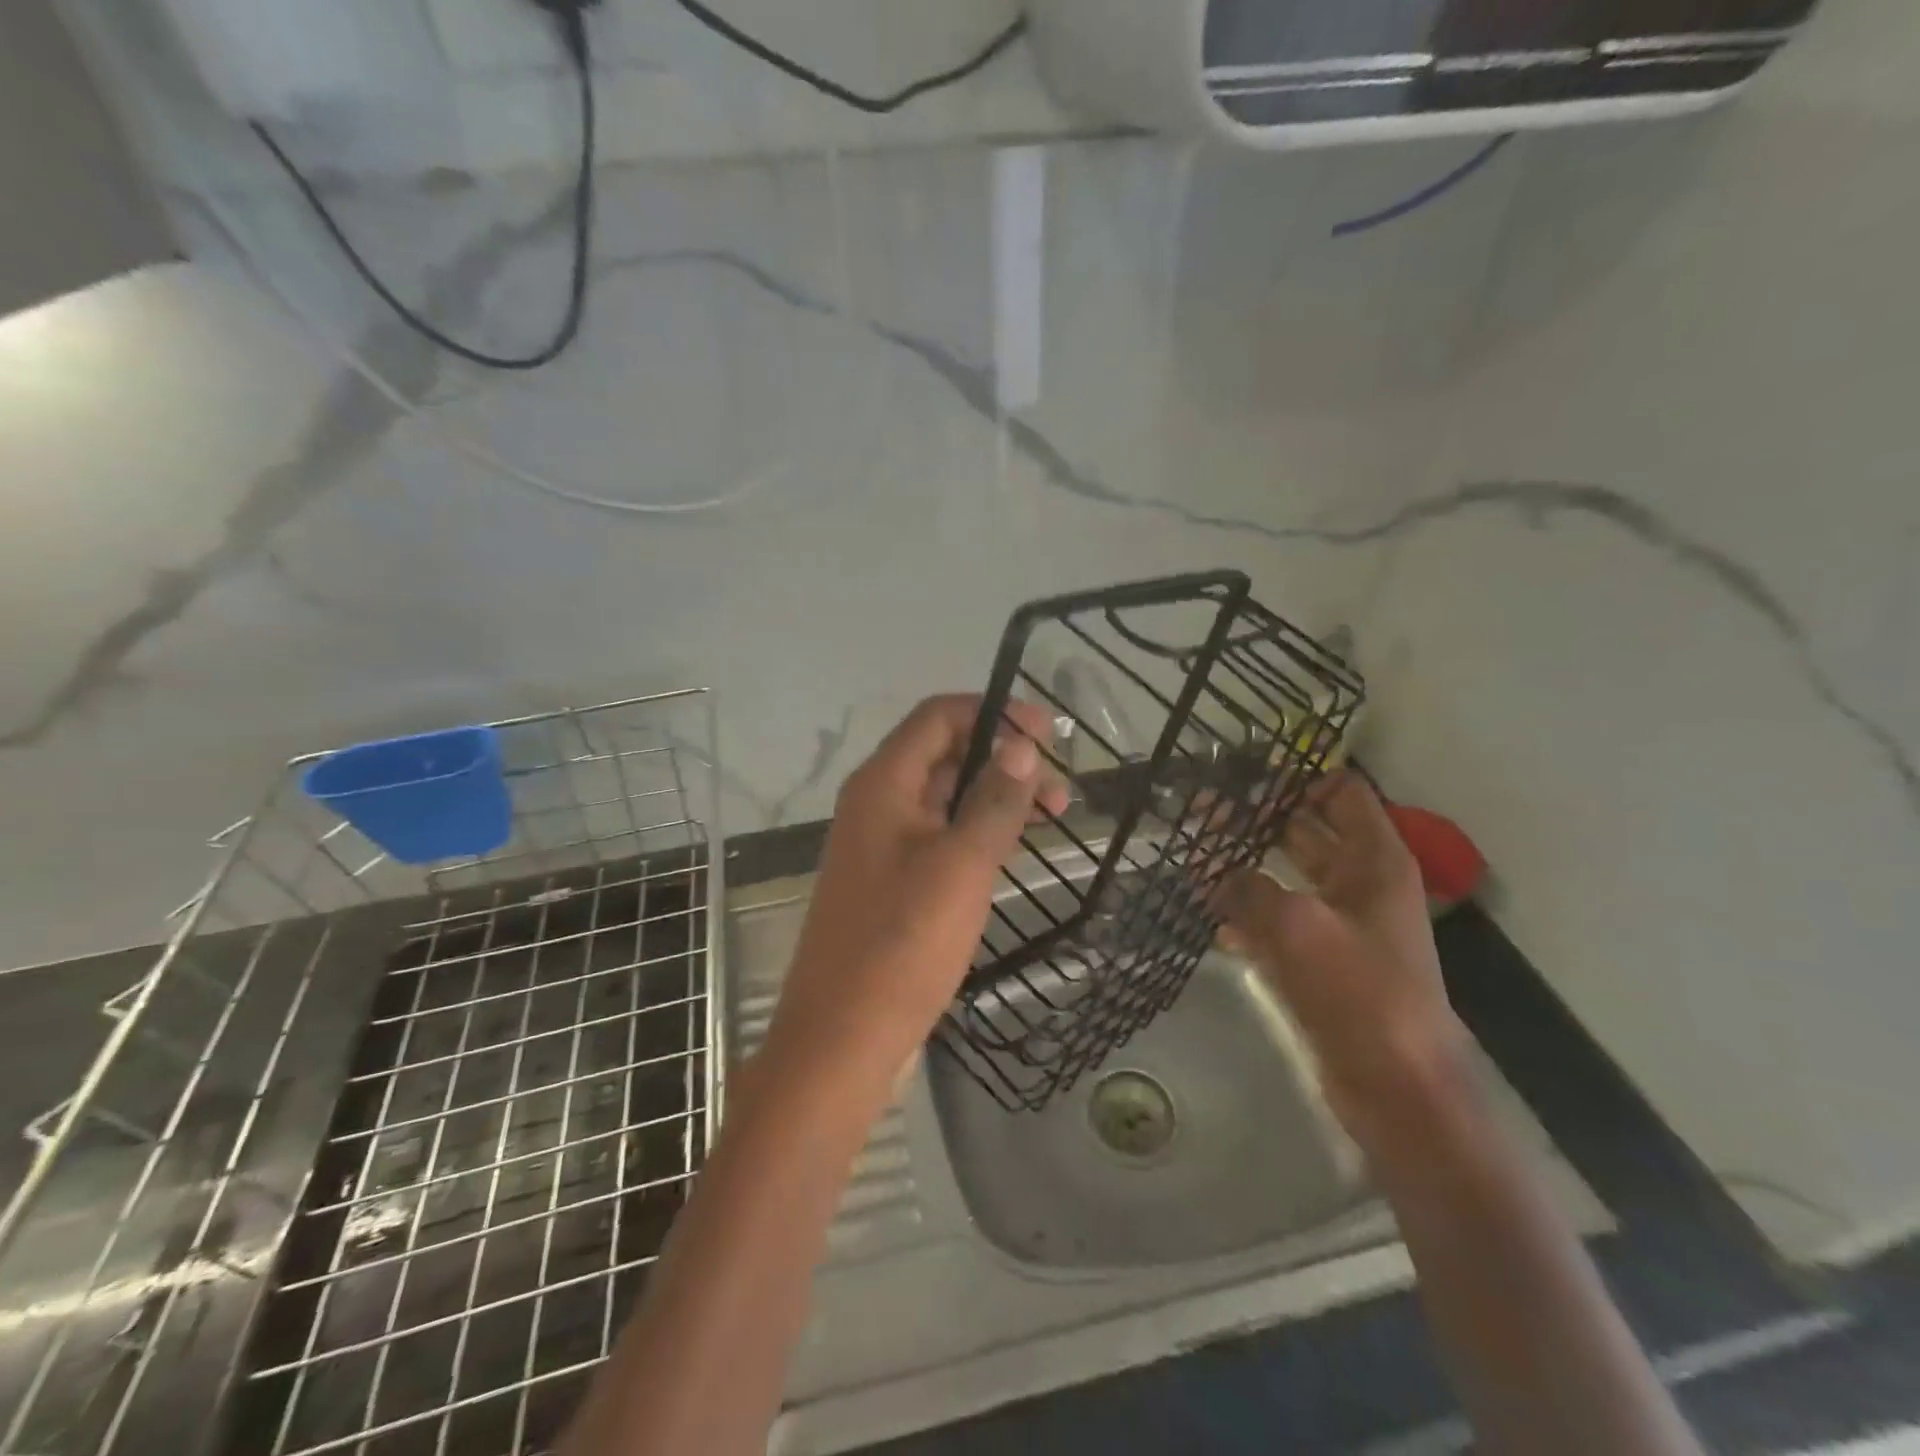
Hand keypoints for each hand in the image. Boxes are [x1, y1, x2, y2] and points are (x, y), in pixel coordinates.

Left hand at [761, 696, 1067, 1100]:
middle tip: (1060, 790)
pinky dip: (975, 830)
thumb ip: (994, 800)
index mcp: (883, 783)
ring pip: (943, 797)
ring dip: (993, 796)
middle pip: (943, 752)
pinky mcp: (889, 881)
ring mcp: (880, 844)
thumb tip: (1022, 745)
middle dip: (1002, 758)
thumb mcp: (961, 865)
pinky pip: (937, 835)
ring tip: (1049, 817)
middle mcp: (876, 802)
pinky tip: (1010, 849)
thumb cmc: (902, 943)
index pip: (938, 716)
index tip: (1050, 735)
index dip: (994, 713)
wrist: (841, 1039)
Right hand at [1221, 771, 1472, 1143]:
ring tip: (1193, 854)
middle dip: (1256, 818)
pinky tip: (1209, 913)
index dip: (1297, 777)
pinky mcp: (1320, 960)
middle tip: (1200, 807)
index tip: (1244, 772)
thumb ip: (1248, 887)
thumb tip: (1211, 867)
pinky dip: (1247, 912)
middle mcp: (1360, 883)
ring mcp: (1339, 924)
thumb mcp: (1298, 926)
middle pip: (1305, 831)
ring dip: (1244, 865)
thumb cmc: (1361, 993)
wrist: (1398, 1087)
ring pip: (1286, 876)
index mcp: (1374, 860)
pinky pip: (1277, 921)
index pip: (1341, 792)